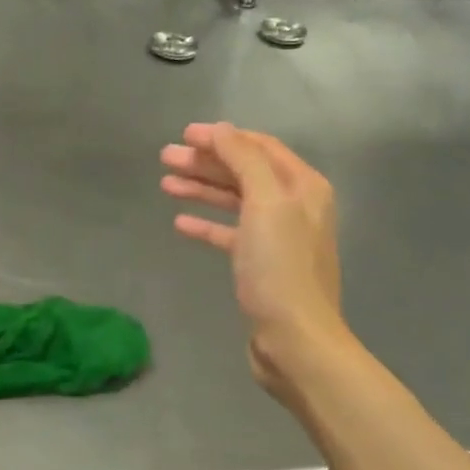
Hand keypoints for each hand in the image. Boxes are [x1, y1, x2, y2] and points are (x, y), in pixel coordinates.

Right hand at [160, 122, 350, 400]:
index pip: (259, 147)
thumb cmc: (281, 266)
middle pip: (244, 173)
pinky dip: (207, 225)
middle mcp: (295, 206)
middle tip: (165, 158)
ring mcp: (279, 237)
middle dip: (206, 162)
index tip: (185, 135)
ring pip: (235, 202)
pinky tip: (180, 222)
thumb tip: (221, 129)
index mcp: (303, 186)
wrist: (296, 340)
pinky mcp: (263, 266)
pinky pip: (231, 234)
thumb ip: (243, 159)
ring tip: (166, 183)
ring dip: (202, 189)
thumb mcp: (265, 203)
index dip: (222, 137)